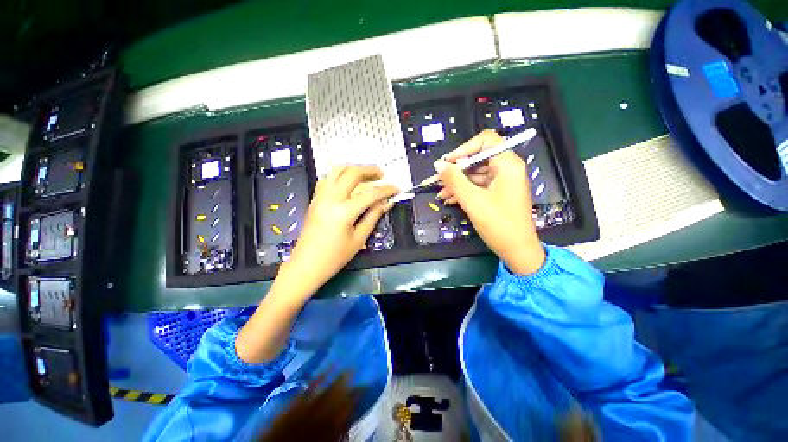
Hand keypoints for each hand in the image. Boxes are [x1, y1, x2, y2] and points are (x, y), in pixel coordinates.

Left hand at [282, 165, 398, 293]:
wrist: (306, 265)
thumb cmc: (334, 257)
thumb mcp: (359, 239)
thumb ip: (373, 217)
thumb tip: (386, 203)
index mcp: (343, 212)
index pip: (370, 194)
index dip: (386, 190)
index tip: (396, 188)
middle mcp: (330, 199)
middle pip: (351, 173)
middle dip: (369, 170)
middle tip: (382, 174)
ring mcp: (320, 197)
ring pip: (336, 170)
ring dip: (353, 168)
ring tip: (366, 174)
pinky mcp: (314, 199)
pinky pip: (327, 178)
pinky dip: (340, 174)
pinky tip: (348, 181)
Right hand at [436, 130, 544, 274]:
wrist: (517, 251)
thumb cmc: (498, 224)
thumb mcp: (473, 200)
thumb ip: (454, 180)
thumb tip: (438, 164)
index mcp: (507, 164)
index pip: (485, 141)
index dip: (464, 149)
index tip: (447, 163)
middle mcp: (507, 169)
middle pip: (478, 159)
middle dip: (456, 170)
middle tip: (438, 180)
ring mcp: (502, 182)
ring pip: (475, 174)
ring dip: (457, 183)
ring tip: (441, 194)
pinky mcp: (498, 193)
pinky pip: (478, 186)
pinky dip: (464, 191)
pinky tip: (450, 199)